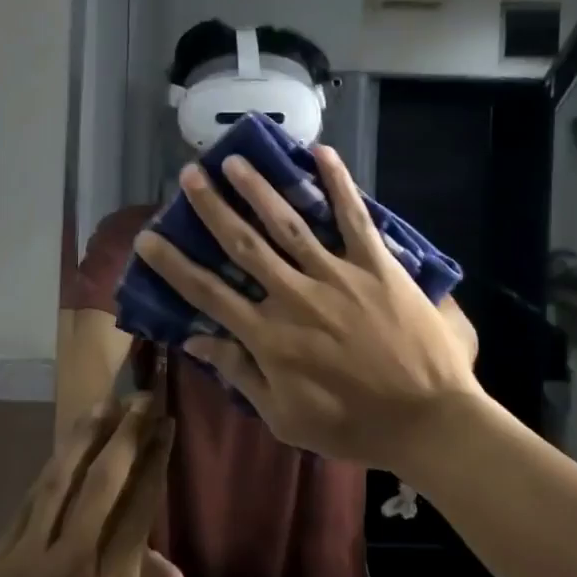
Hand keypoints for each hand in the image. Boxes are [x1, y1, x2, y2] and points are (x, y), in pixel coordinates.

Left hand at [0, 398, 184, 576]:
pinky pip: (29, 504)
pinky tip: (61, 454)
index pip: (139, 508)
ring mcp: (30, 555)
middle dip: (127, 435)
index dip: (155, 462)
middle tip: (141, 399)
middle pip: (105, 482)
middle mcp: (73, 560)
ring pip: (63, 480)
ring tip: (103, 405)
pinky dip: (50, 473)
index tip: (165, 427)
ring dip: (85, 438)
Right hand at [133, 146, 484, 472]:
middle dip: (212, 208)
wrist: (429, 420)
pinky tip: (321, 152)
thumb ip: (241, 374)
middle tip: (190, 175)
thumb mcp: (285, 418)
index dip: (174, 265)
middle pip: (244, 245)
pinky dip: (338, 183)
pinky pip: (353, 217)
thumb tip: (196, 342)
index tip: (148, 238)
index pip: (208, 294)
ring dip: (259, 189)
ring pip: (289, 223)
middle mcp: (295, 296)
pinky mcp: (376, 264)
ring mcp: (337, 275)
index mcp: (269, 337)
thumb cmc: (353, 425)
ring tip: (235, 159)